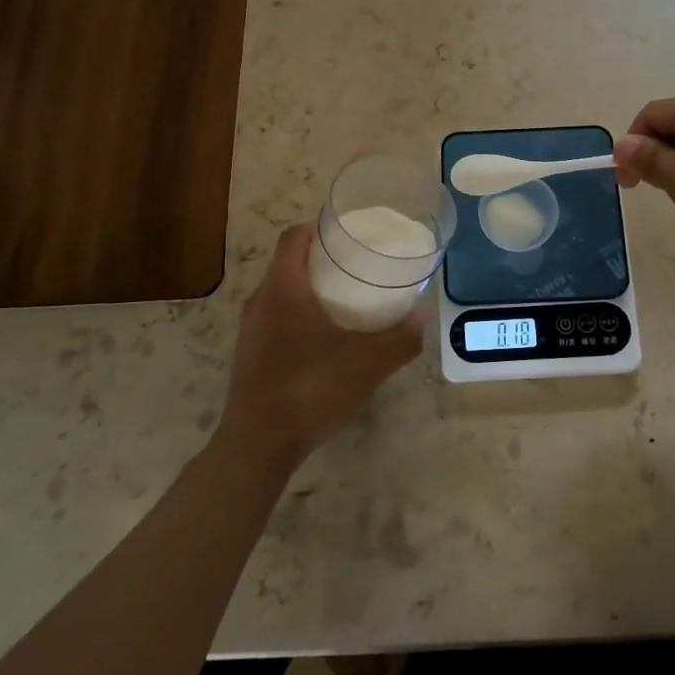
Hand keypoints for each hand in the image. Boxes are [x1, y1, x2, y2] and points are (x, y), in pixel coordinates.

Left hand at [216, 224, 424, 472]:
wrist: (257, 446)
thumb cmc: (310, 390)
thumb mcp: (367, 364)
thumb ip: (400, 338)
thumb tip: (423, 316)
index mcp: (283, 288)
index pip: (294, 237)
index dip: (320, 227)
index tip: (350, 234)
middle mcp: (261, 301)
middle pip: (289, 261)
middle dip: (323, 258)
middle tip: (359, 265)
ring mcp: (252, 329)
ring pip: (282, 290)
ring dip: (311, 287)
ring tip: (348, 299)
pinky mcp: (250, 353)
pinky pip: (277, 317)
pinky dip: (301, 314)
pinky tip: (327, 339)